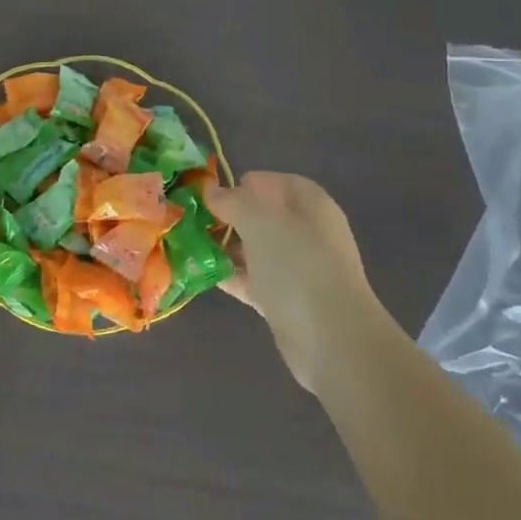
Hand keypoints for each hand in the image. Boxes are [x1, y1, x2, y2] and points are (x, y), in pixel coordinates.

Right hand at [205, 172, 389, 392]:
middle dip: (230, 216)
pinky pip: (254, 279)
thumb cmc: (296, 264)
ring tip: (190, 244)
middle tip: (195, 218)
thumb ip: (232, 201)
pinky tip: (203, 272)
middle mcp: (307, 233)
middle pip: (265, 216)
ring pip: (257, 249)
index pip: (278, 182)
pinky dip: (232, 275)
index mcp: (310, 205)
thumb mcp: (259, 221)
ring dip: (227, 247)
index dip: (247, 183)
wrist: (330, 337)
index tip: (213, 192)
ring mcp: (298, 269)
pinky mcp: (286, 300)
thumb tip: (212, 190)